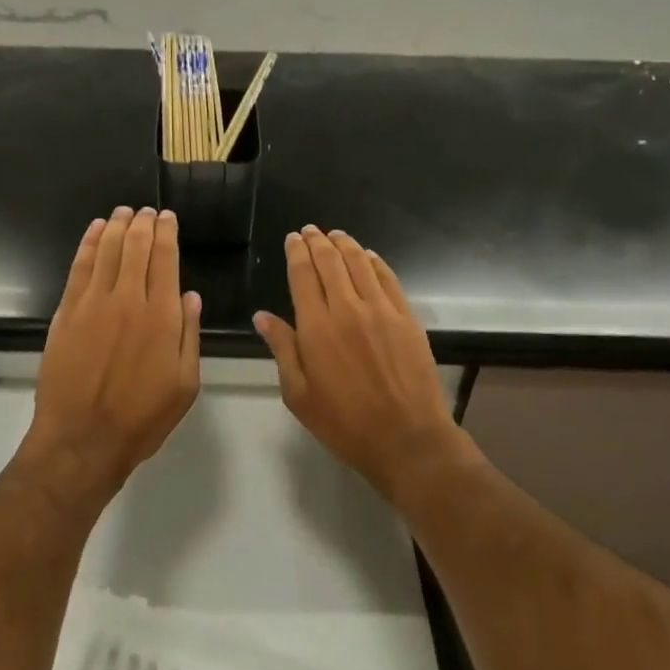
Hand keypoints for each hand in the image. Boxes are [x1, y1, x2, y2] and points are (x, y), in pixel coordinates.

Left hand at [20, 207, 200, 505]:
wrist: (82, 439)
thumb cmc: (141, 418)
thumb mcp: (185, 385)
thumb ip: (189, 335)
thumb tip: (190, 295)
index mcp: (161, 316)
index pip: (165, 258)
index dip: (167, 233)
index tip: (168, 217)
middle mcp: (128, 300)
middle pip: (136, 246)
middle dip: (144, 223)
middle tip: (147, 211)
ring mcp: (94, 303)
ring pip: (107, 249)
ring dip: (117, 225)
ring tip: (124, 212)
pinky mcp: (68, 311)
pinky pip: (79, 266)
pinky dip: (88, 243)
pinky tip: (95, 230)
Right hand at [255, 226, 459, 500]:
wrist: (407, 439)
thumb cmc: (345, 422)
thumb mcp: (299, 394)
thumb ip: (282, 349)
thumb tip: (262, 316)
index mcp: (316, 327)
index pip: (303, 274)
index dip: (297, 252)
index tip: (293, 238)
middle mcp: (347, 308)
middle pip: (330, 261)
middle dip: (317, 241)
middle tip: (310, 230)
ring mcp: (381, 310)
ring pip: (359, 262)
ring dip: (345, 244)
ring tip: (335, 235)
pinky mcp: (406, 317)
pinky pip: (388, 278)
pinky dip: (375, 261)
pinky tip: (368, 256)